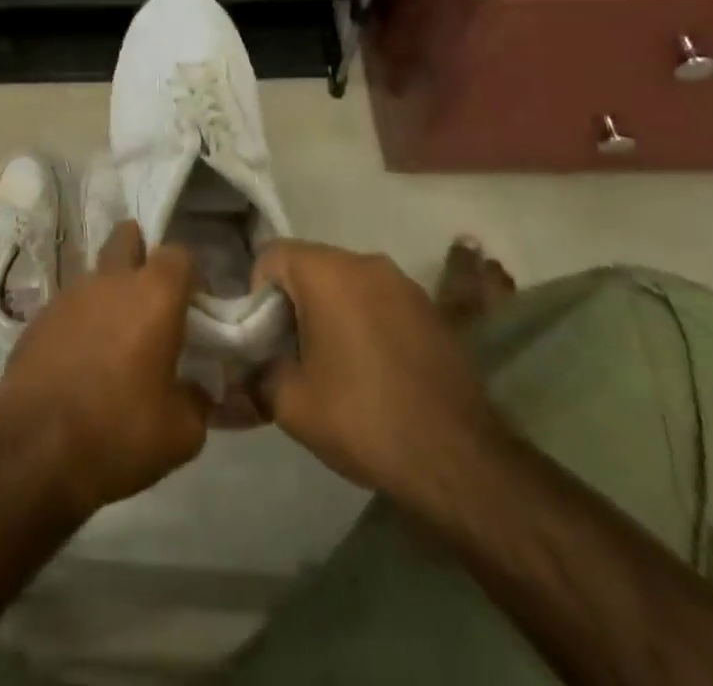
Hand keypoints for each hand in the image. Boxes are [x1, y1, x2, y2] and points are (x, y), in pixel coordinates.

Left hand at [0, 221, 207, 515]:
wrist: (35, 452)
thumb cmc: (119, 433)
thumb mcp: (181, 433)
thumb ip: (198, 401)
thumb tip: (197, 391)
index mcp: (153, 295)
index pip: (178, 254)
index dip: (188, 275)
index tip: (192, 306)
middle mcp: (110, 281)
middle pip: (127, 237)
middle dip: (140, 252)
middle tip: (149, 296)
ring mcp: (68, 295)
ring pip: (96, 274)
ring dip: (108, 294)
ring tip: (114, 340)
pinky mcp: (38, 318)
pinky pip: (69, 307)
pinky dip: (80, 323)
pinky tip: (81, 361)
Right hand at [253, 241, 501, 503]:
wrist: (458, 458)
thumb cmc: (364, 419)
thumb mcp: (291, 404)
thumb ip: (260, 371)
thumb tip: (254, 365)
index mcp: (326, 272)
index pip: (272, 255)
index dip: (257, 292)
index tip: (265, 336)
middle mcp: (365, 262)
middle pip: (311, 264)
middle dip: (294, 300)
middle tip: (293, 351)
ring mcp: (404, 282)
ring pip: (347, 281)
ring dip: (332, 308)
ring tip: (335, 361)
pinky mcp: (431, 307)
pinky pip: (380, 299)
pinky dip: (366, 319)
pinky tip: (374, 366)